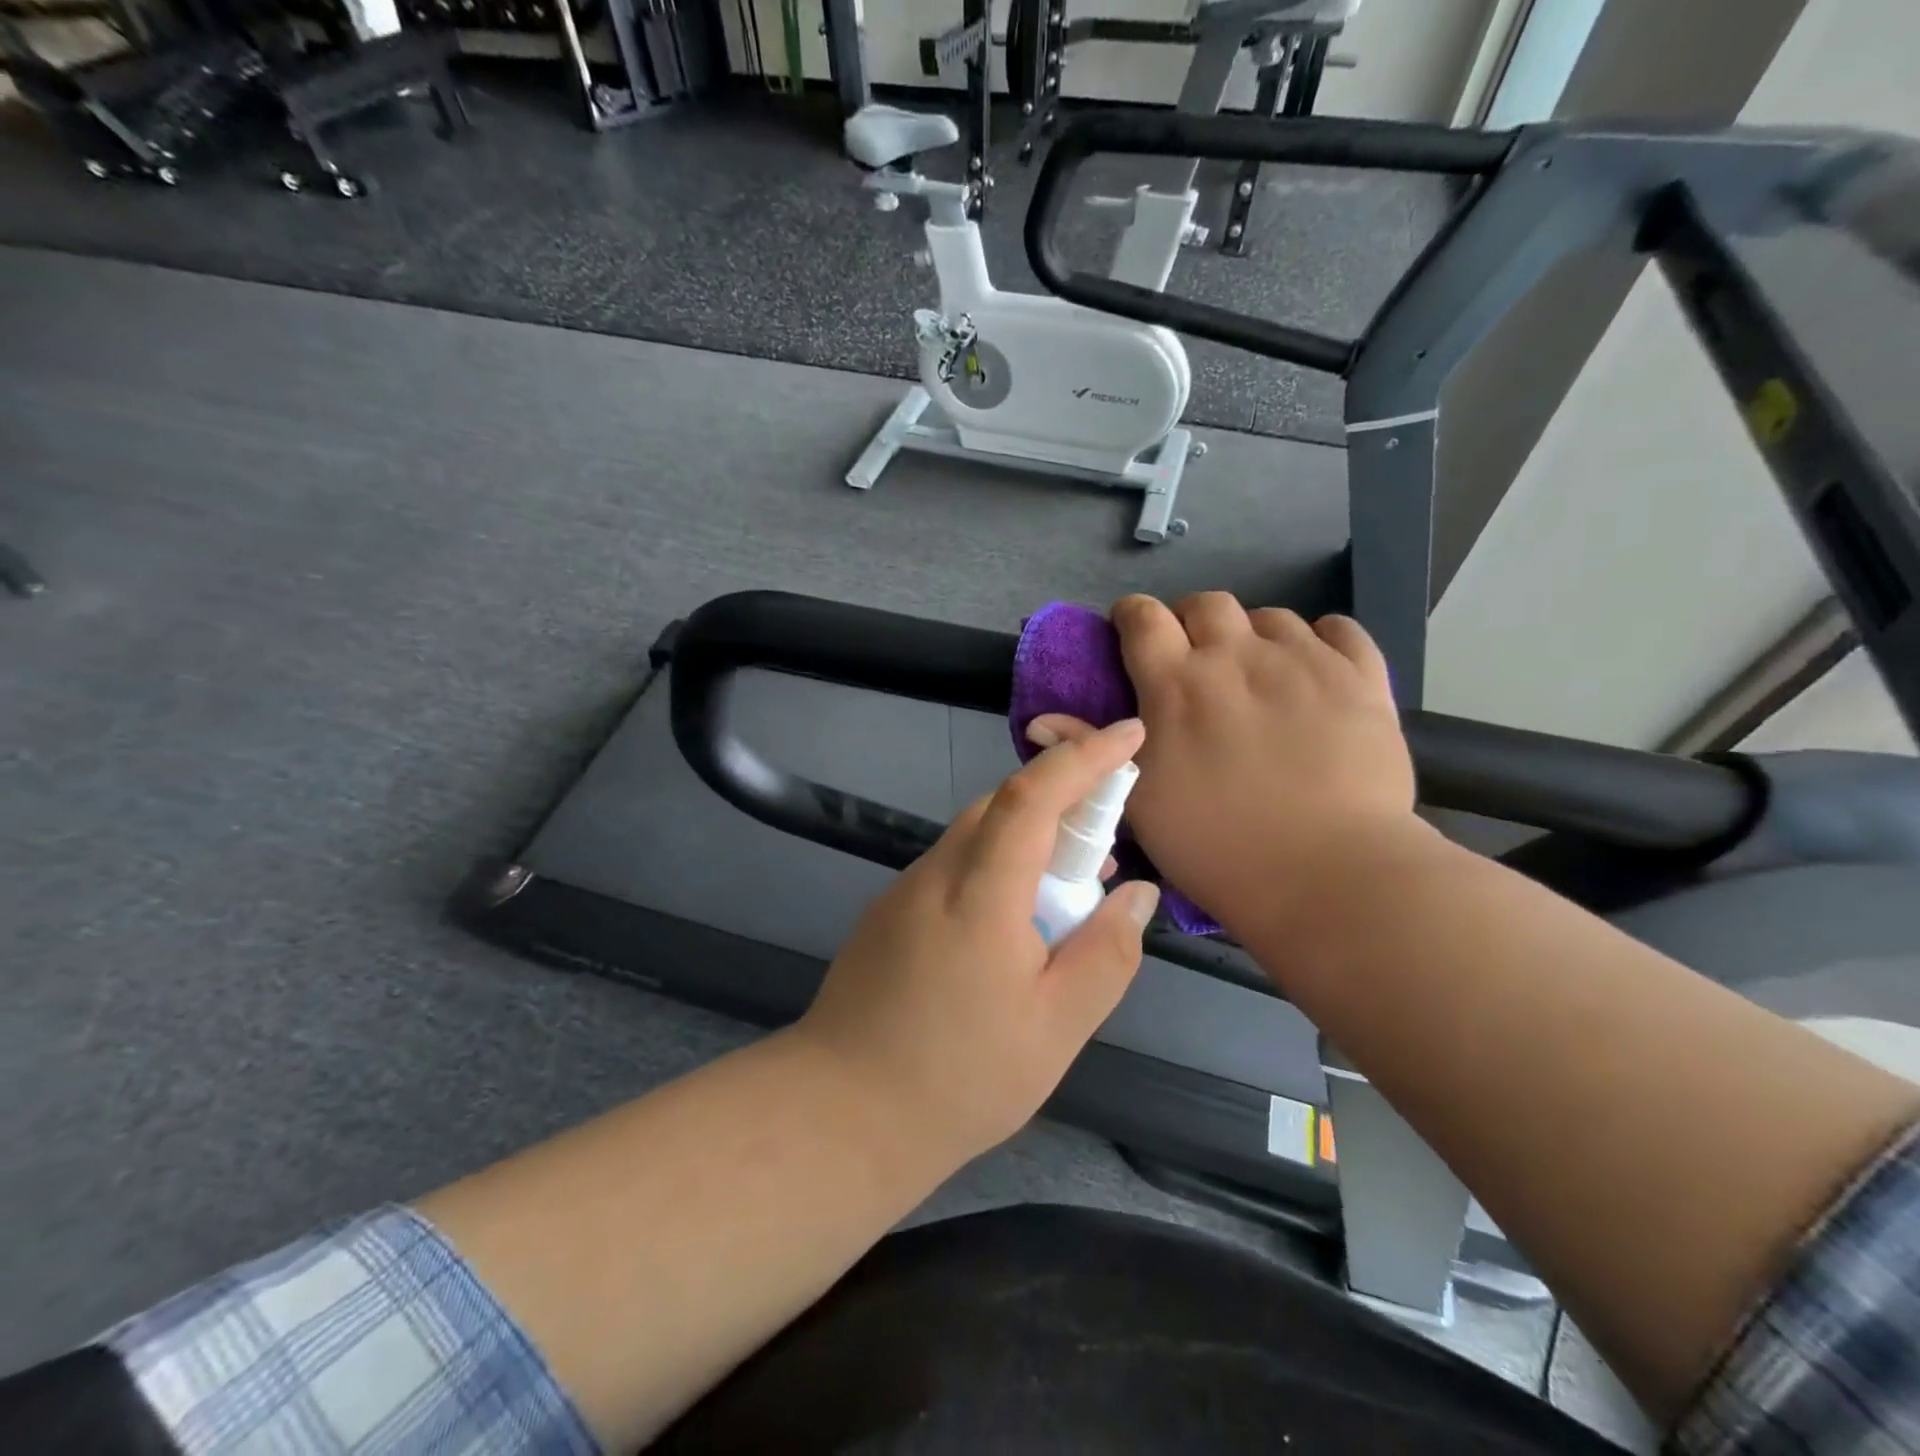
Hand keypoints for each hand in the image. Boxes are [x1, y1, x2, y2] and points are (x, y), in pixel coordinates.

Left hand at [794, 719, 1160, 1162]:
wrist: (842, 1112)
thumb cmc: (959, 1078)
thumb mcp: (1057, 1029)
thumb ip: (1106, 953)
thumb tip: (1136, 893)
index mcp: (979, 894)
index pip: (1032, 796)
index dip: (1083, 757)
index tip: (1128, 734)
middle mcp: (936, 874)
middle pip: (1002, 805)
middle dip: (1062, 799)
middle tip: (1106, 842)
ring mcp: (905, 890)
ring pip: (977, 835)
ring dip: (1029, 839)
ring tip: (1071, 892)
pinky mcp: (889, 911)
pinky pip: (956, 866)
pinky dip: (997, 867)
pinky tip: (1015, 924)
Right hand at [1029, 593, 1421, 943]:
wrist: (1325, 875)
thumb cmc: (1216, 845)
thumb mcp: (1139, 802)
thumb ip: (1091, 750)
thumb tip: (1039, 720)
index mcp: (1176, 683)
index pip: (1143, 617)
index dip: (1132, 616)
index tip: (1132, 632)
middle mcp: (1237, 656)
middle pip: (1207, 603)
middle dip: (1192, 621)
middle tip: (1196, 660)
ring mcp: (1305, 661)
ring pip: (1272, 616)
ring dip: (1254, 635)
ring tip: (1258, 674)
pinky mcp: (1361, 678)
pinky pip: (1340, 630)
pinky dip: (1321, 641)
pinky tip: (1315, 669)